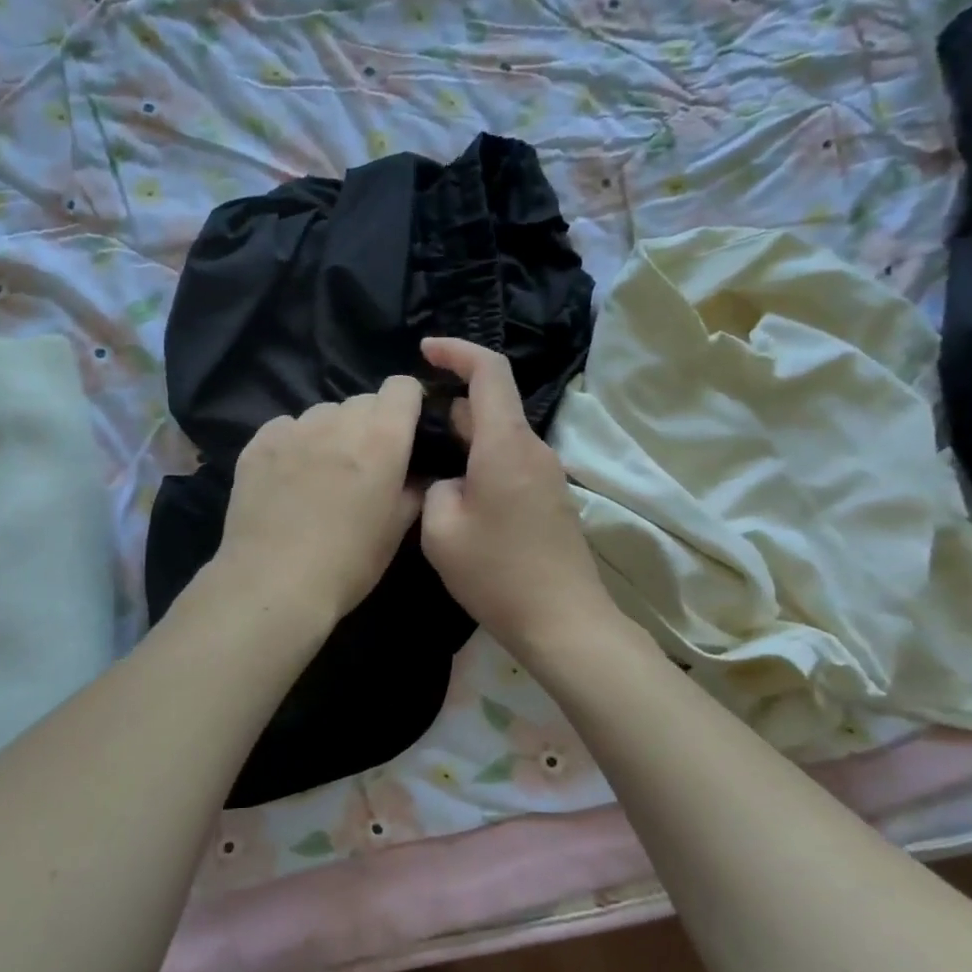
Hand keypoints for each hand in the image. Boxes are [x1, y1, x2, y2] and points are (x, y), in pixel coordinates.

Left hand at [216, 377, 425, 621]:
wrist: (274, 584)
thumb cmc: (348, 563)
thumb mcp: (396, 531)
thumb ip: (413, 490)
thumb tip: (418, 472)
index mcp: (382, 439)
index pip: (402, 386)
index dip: (408, 404)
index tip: (407, 431)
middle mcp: (338, 422)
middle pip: (363, 400)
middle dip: (370, 423)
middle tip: (364, 463)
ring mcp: (293, 430)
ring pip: (323, 413)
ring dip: (331, 432)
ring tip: (322, 471)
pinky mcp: (257, 444)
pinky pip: (285, 427)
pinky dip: (293, 443)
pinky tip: (287, 478)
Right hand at [419, 338, 612, 660]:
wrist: (564, 621)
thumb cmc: (497, 574)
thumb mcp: (440, 531)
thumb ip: (434, 489)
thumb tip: (447, 482)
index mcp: (506, 444)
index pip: (489, 371)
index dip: (456, 351)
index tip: (425, 350)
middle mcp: (533, 449)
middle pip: (492, 405)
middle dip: (449, 404)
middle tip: (408, 426)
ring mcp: (546, 475)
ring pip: (499, 437)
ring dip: (464, 438)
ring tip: (424, 462)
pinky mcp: (549, 499)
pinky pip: (510, 462)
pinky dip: (480, 461)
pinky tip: (455, 493)